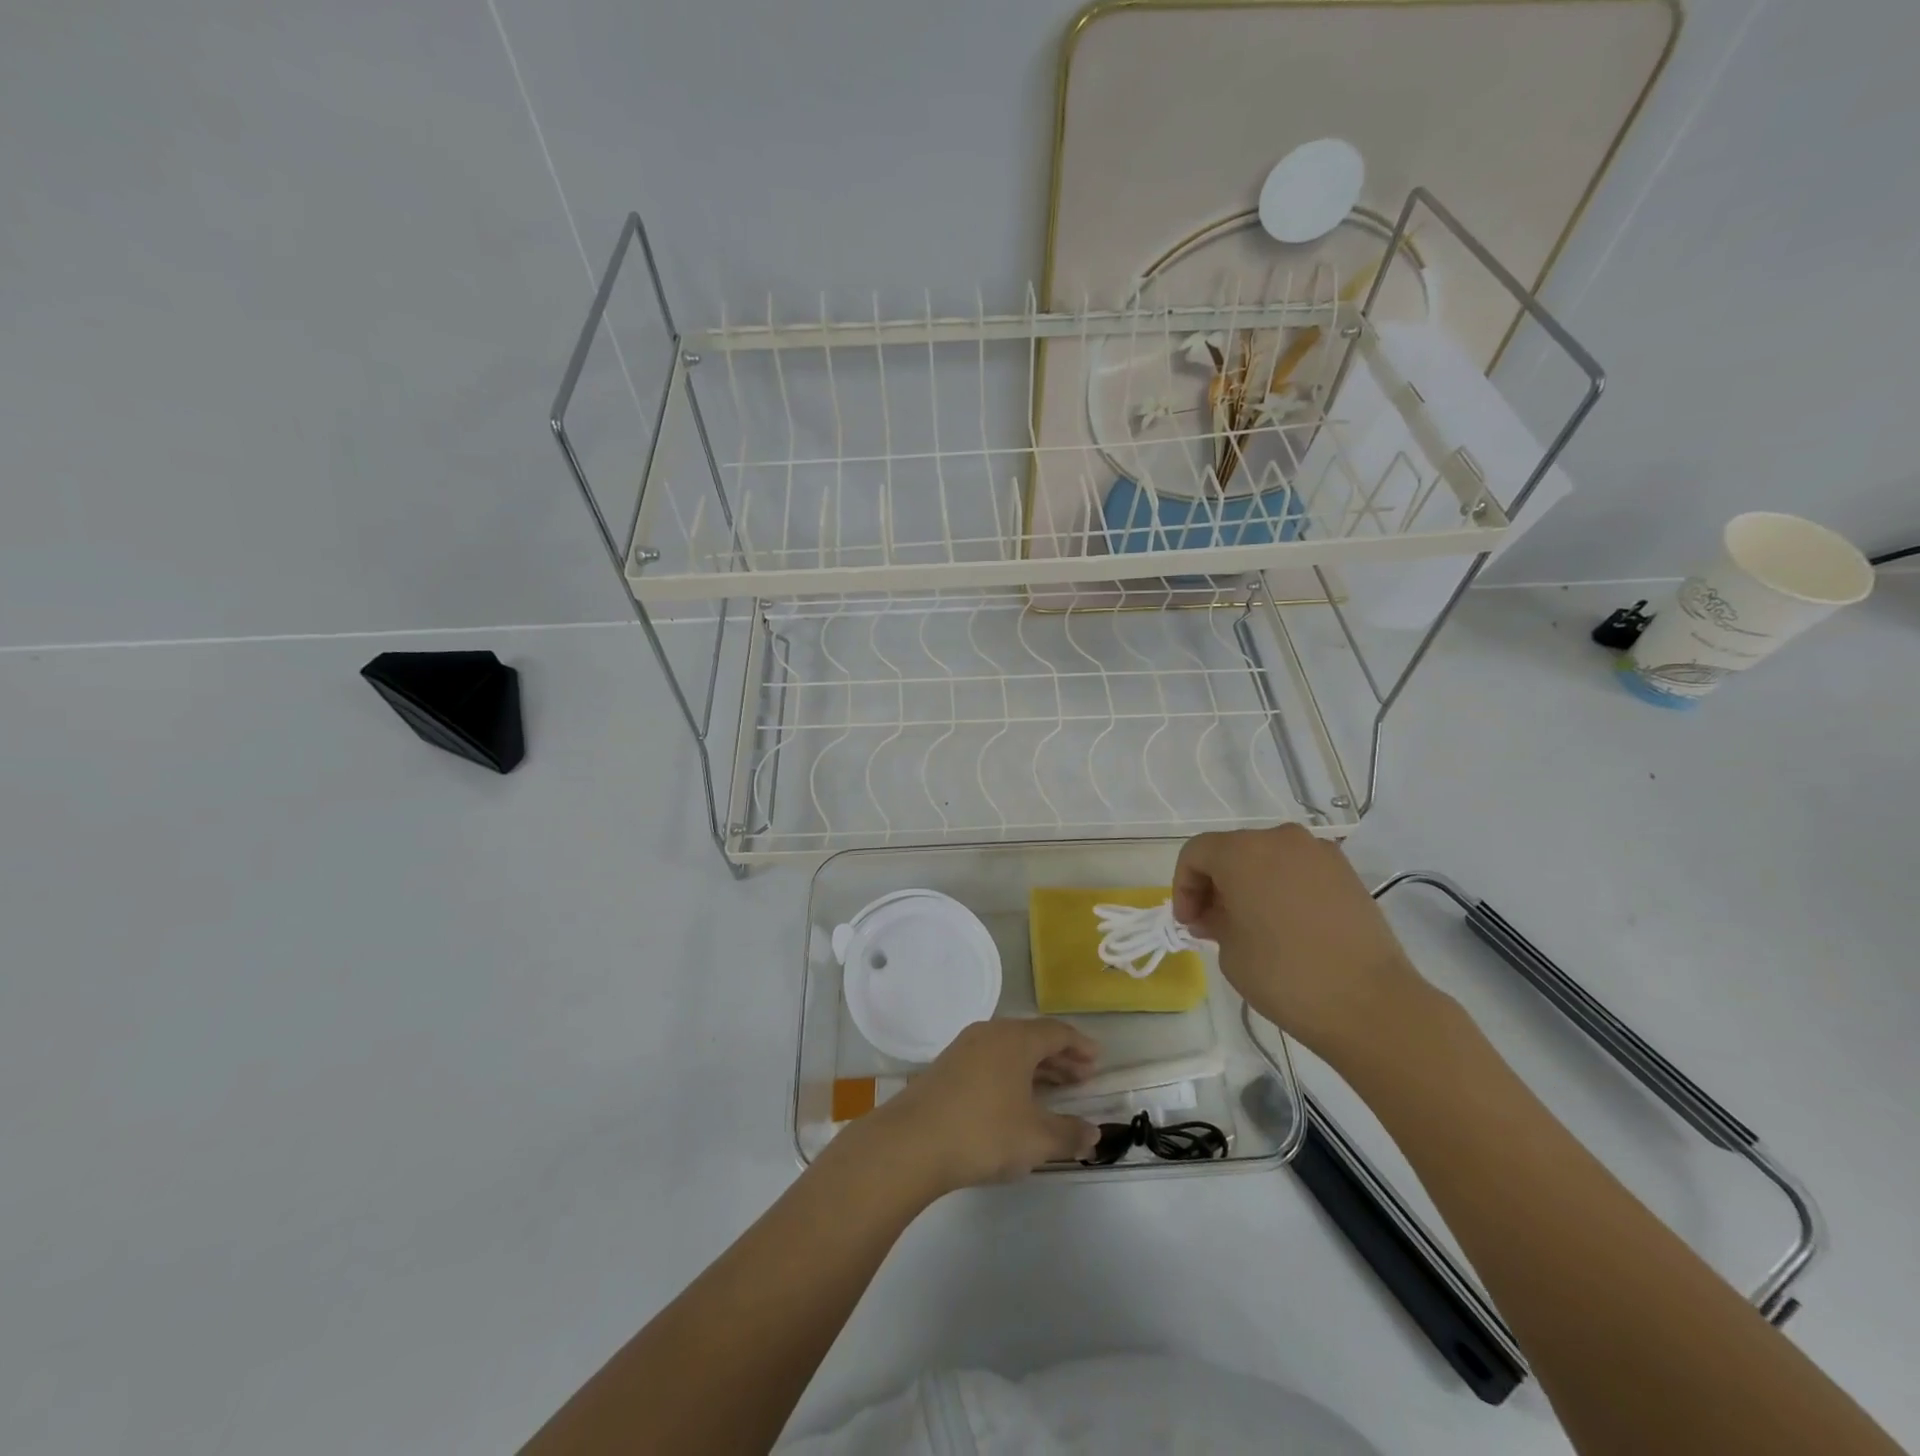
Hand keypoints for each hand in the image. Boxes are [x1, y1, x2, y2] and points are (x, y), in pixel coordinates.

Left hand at [862, 1019, 1100, 1194]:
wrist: (911, 1143)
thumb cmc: (983, 1133)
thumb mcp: (1035, 1139)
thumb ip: (1069, 1134)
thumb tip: (1094, 1133)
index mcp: (1016, 1039)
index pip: (1056, 1032)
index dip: (1080, 1045)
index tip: (1097, 1060)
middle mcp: (991, 1033)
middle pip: (1033, 1037)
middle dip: (1060, 1056)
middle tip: (1082, 1077)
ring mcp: (965, 1047)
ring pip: (1010, 1049)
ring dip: (1036, 1066)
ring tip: (1055, 1089)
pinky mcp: (947, 1066)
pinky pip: (991, 1059)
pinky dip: (1012, 1072)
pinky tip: (1016, 1098)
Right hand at [1173, 825, 1434, 1063]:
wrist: (1370, 1004)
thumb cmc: (1284, 975)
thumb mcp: (1229, 950)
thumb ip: (1213, 921)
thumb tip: (1215, 914)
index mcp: (1242, 852)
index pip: (1196, 854)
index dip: (1183, 886)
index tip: (1188, 923)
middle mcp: (1280, 839)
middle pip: (1232, 850)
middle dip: (1215, 883)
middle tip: (1212, 922)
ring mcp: (1319, 852)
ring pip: (1267, 857)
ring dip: (1250, 882)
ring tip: (1250, 923)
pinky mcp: (1346, 872)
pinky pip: (1298, 869)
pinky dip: (1282, 886)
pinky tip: (1285, 923)